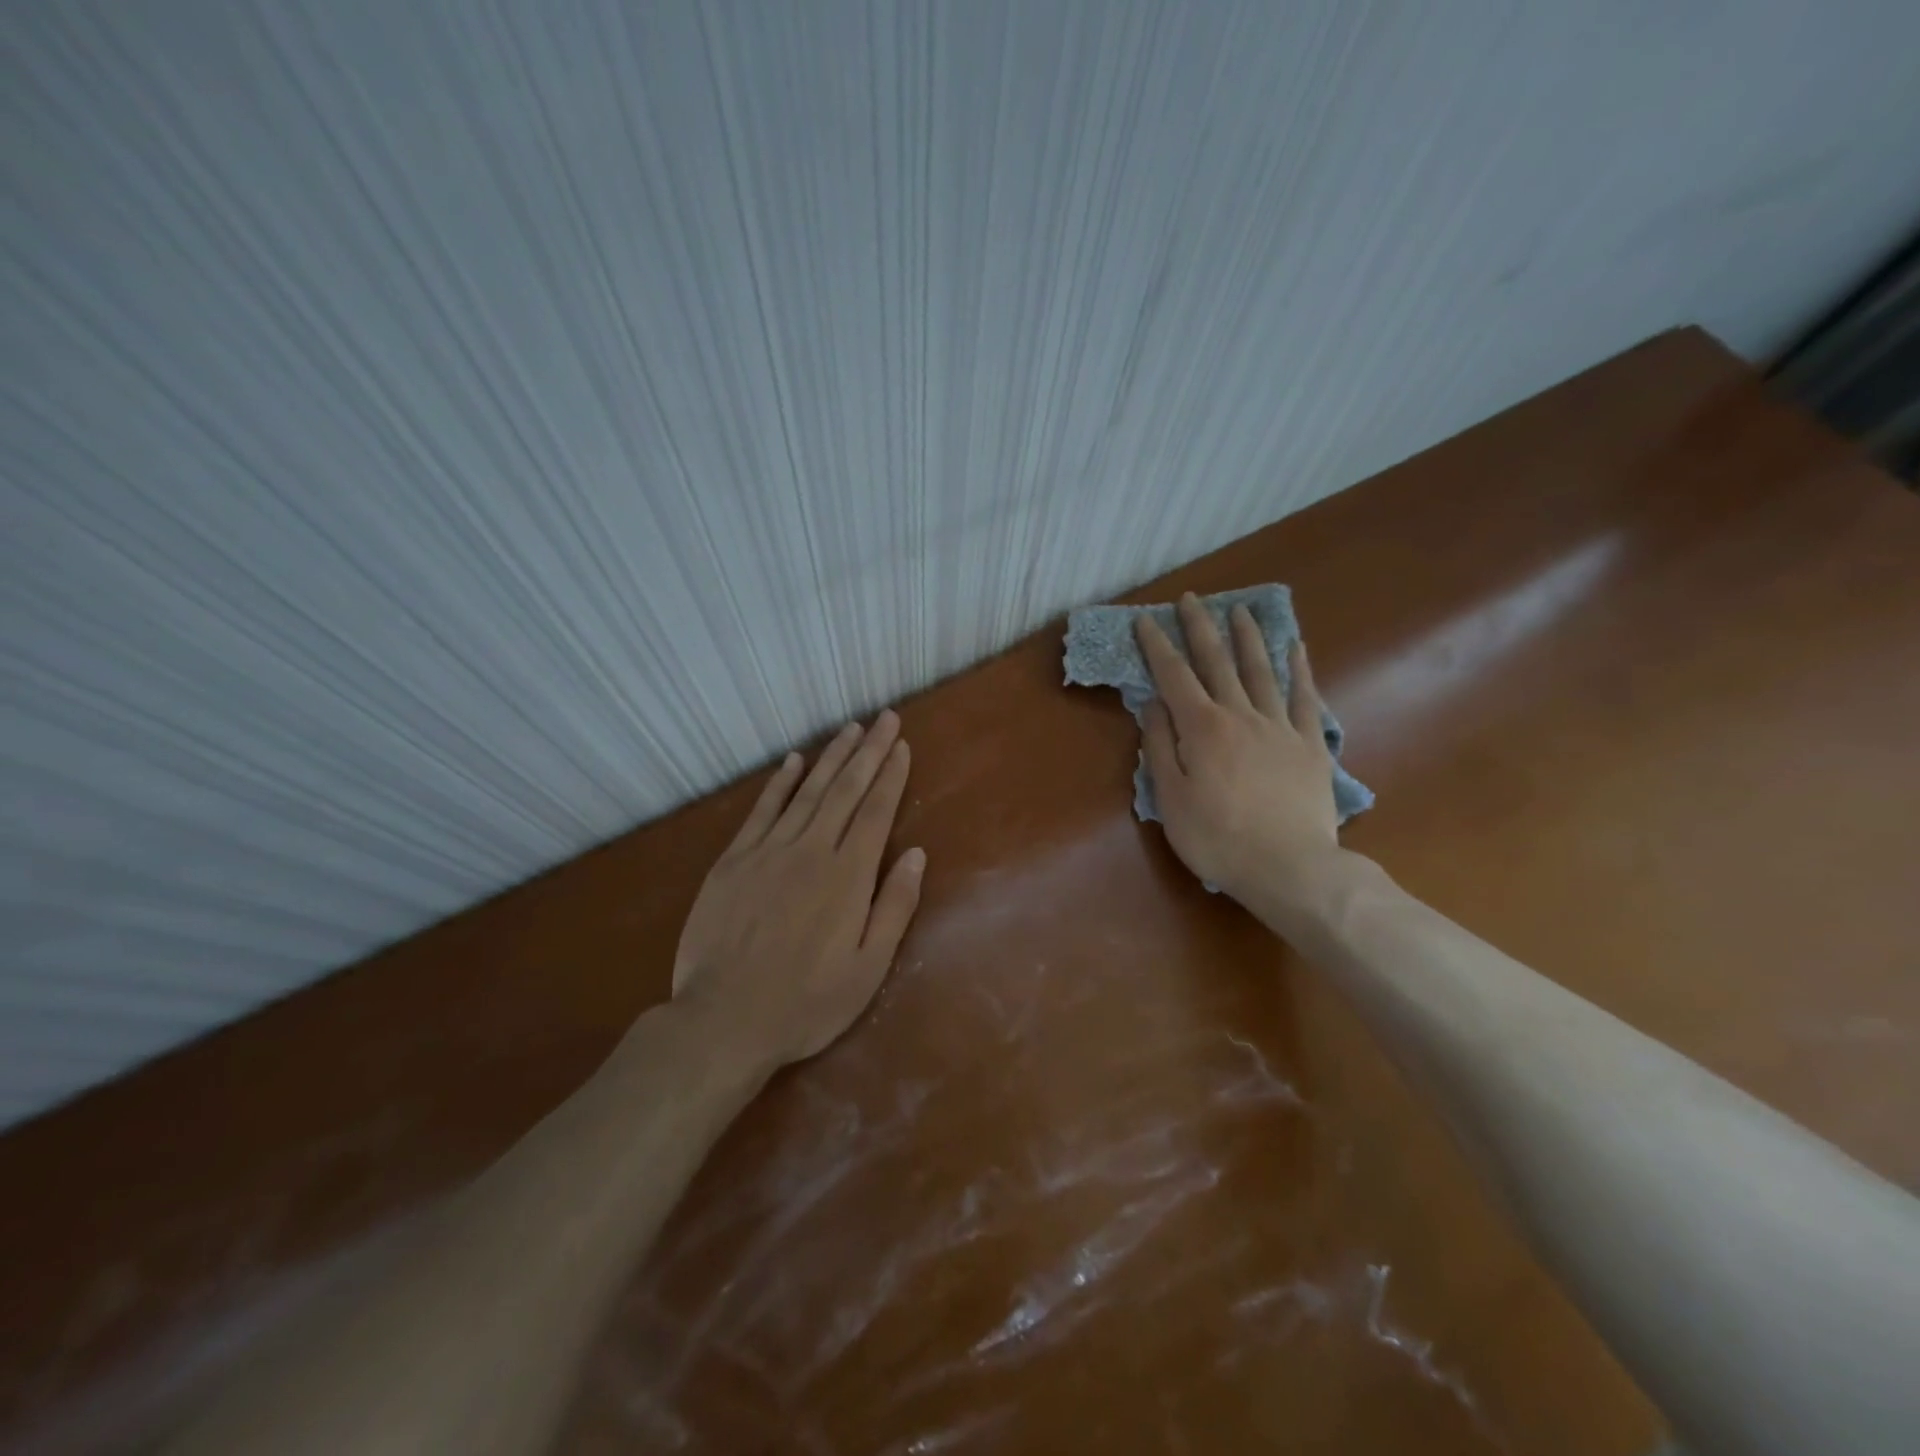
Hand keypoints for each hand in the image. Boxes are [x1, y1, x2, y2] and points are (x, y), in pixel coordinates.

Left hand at [671, 710, 925, 1069]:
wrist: (724, 1019)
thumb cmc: (806, 1002)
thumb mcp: (869, 969)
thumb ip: (895, 907)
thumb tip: (917, 855)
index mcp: (848, 876)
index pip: (875, 811)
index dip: (891, 775)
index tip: (901, 745)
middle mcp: (811, 851)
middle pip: (845, 790)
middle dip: (868, 751)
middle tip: (884, 718)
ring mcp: (768, 851)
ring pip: (807, 792)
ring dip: (831, 757)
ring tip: (850, 730)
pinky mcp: (733, 861)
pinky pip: (761, 810)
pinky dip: (779, 783)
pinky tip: (792, 761)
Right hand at [1135, 594, 1339, 904]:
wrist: (1290, 867)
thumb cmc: (1218, 838)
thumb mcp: (1171, 799)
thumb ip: (1160, 747)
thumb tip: (1152, 704)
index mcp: (1202, 728)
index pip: (1173, 677)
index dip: (1157, 646)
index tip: (1145, 620)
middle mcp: (1240, 715)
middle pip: (1218, 662)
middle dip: (1201, 628)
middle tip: (1191, 599)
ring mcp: (1280, 727)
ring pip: (1261, 671)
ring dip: (1248, 638)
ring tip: (1240, 611)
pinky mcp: (1310, 744)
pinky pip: (1304, 698)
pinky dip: (1300, 670)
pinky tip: (1297, 648)